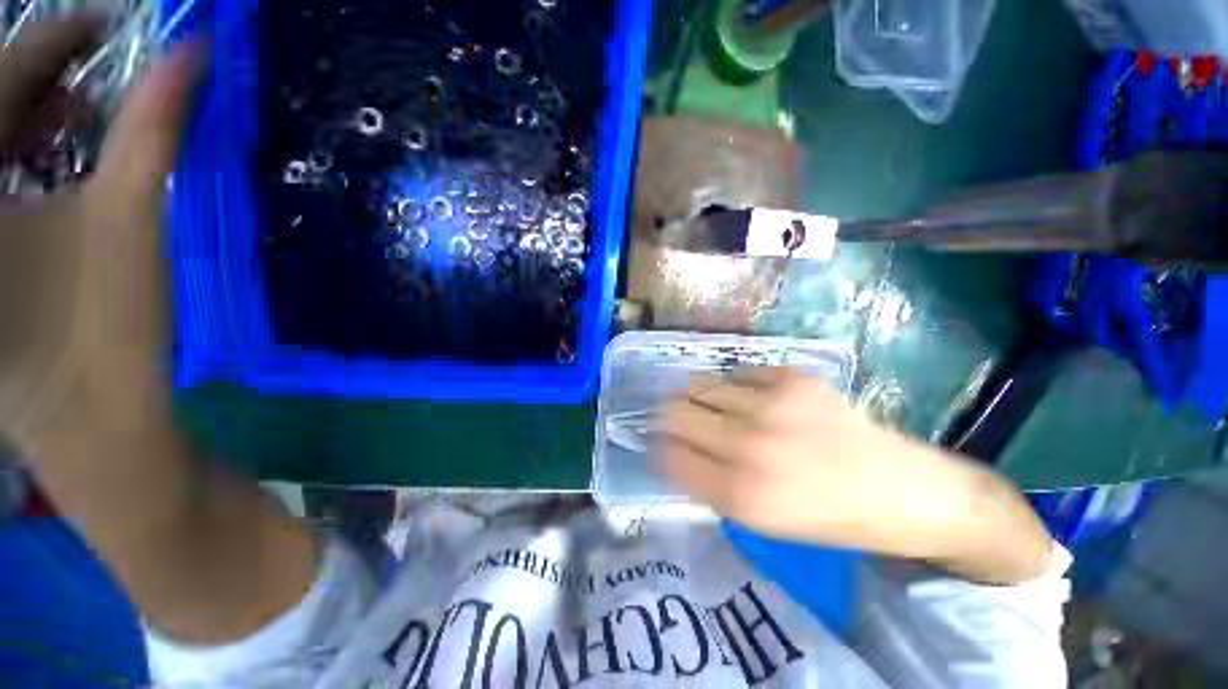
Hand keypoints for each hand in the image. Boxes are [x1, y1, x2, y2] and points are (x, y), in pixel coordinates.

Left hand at [0, 18, 203, 450]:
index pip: (2, 74)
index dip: (57, 37)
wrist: (91, 424)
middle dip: (34, 77)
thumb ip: (154, 130)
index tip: (106, 23)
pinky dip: (14, 155)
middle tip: (89, 80)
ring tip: (70, 124)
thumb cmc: (103, 330)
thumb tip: (190, 57)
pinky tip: (43, 166)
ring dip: (24, 115)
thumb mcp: (127, 218)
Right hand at [658, 368, 1053, 581]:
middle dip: (666, 416)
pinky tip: (746, 398)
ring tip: (709, 406)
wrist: (901, 490)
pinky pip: (737, 374)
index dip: (657, 444)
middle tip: (675, 419)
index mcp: (740, 493)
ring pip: (700, 386)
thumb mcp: (757, 518)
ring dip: (696, 397)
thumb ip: (706, 481)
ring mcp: (773, 404)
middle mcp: (749, 445)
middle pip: (675, 412)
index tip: (658, 440)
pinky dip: (732, 386)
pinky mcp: (794, 377)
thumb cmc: (825, 515)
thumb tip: (670, 447)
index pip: (668, 453)